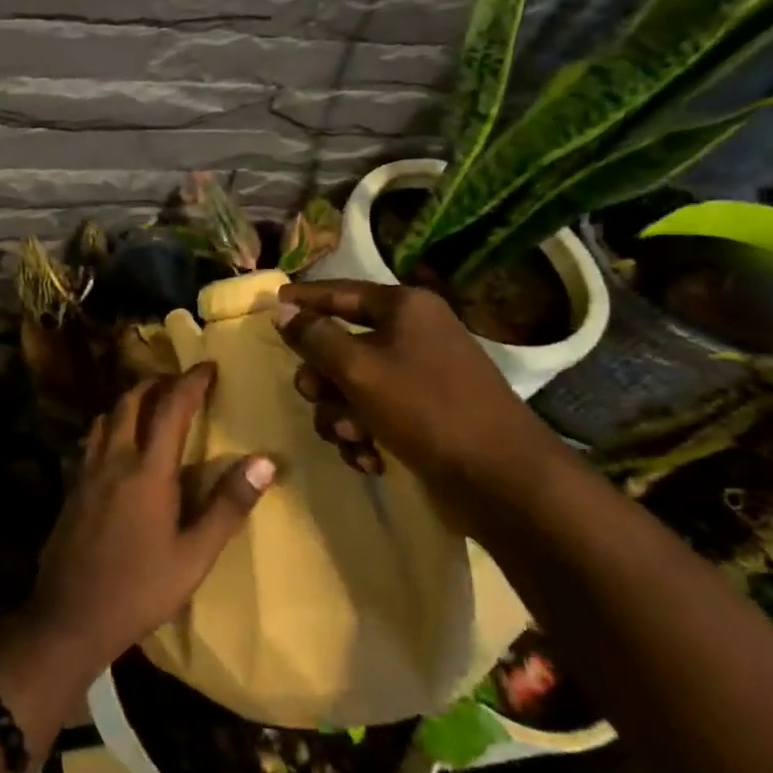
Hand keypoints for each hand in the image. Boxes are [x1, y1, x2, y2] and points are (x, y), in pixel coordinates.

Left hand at [28, 365, 274, 671]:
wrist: (71, 615)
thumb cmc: (141, 589)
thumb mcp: (195, 556)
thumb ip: (228, 506)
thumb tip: (265, 461)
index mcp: (148, 471)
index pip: (171, 408)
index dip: (191, 382)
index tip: (208, 366)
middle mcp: (114, 459)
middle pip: (131, 401)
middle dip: (156, 383)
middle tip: (180, 383)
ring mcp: (87, 472)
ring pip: (107, 417)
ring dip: (130, 401)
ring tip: (151, 406)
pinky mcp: (72, 487)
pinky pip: (93, 440)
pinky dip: (111, 426)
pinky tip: (120, 446)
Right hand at [273, 280, 570, 530]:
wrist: (502, 479)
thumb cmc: (426, 409)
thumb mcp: (358, 368)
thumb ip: (314, 337)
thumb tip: (282, 309)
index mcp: (404, 309)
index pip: (340, 292)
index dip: (304, 298)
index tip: (270, 303)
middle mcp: (412, 335)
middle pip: (340, 346)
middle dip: (323, 379)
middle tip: (316, 396)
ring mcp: (419, 377)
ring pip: (350, 387)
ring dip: (341, 415)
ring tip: (354, 438)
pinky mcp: (422, 417)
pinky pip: (372, 415)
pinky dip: (363, 436)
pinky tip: (370, 458)